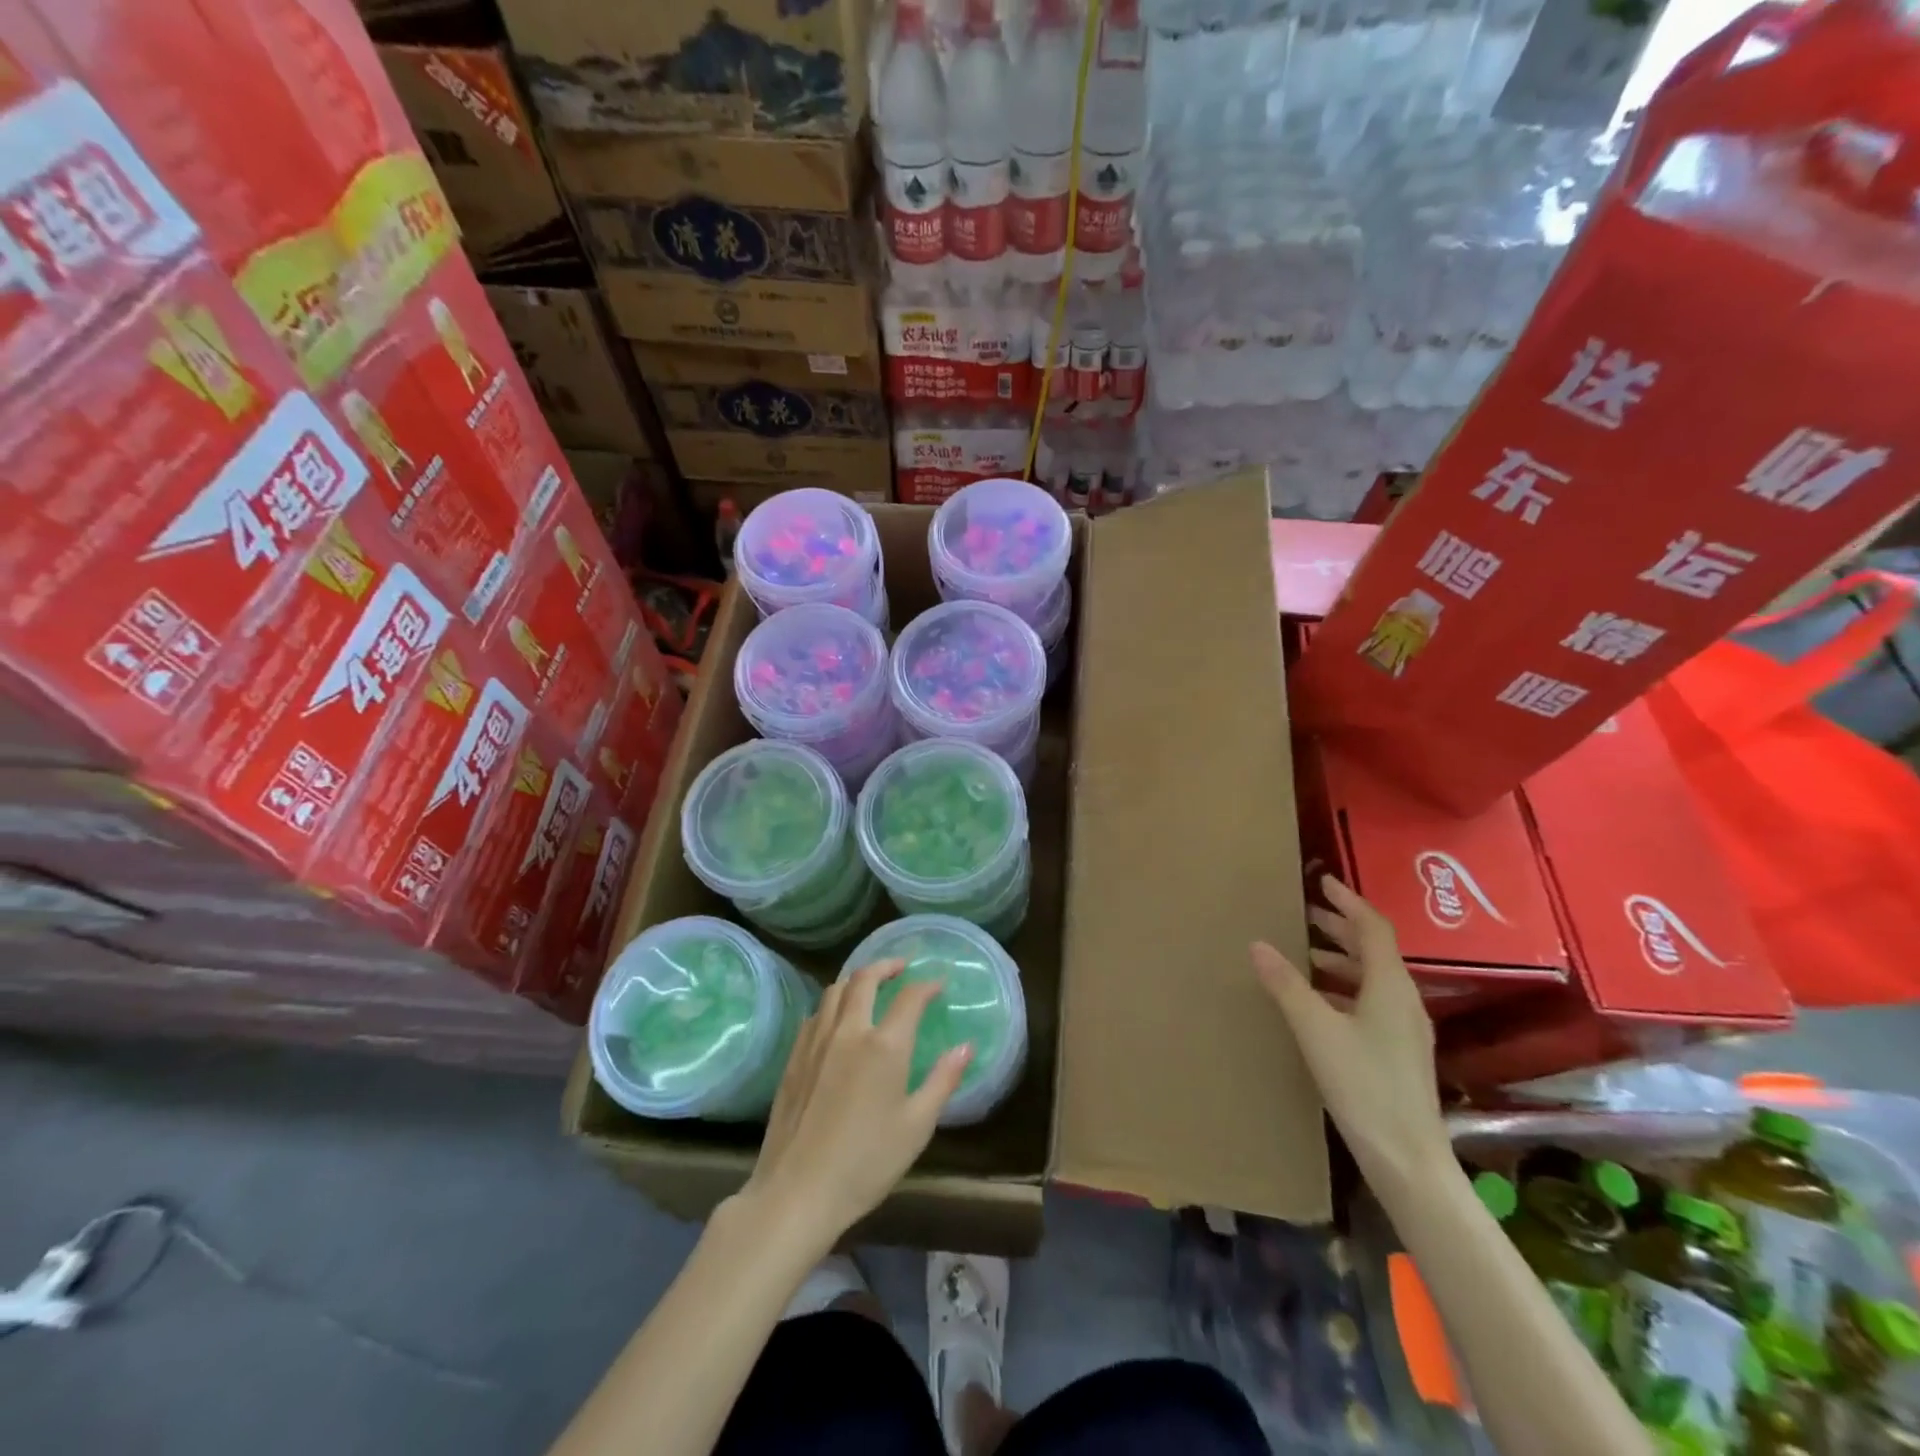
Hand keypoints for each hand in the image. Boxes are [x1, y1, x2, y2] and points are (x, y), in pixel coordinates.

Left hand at [737, 958, 971, 1255]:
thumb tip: (966, 1046)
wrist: (797, 1192)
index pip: (910, 997)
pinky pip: (815, 1014)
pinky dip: (832, 1004)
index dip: (927, 985)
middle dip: (887, 966)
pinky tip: (837, 1020)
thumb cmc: (866, 1164)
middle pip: (865, 978)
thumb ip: (943, 1081)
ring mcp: (816, 1041)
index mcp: (885, 1045)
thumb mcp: (916, 1126)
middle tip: (902, 968)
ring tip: (869, 986)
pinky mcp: (794, 1057)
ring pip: (835, 990)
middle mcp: (849, 1031)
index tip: (938, 984)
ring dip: (856, 980)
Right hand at [1252, 875, 1448, 1193]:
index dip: (1348, 901)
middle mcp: (1404, 999)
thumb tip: (1257, 944)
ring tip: (1306, 954)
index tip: (1323, 881)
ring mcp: (1406, 1027)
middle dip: (1341, 927)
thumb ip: (1286, 984)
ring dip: (1342, 958)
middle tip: (1306, 914)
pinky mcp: (1400, 1050)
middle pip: (1375, 950)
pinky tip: (1320, 1001)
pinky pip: (1372, 1000)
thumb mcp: (1315, 1029)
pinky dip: (1345, 987)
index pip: (1373, 927)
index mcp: (1390, 985)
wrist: (1406, 1157)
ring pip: (1373, 977)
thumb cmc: (1362, 1084)